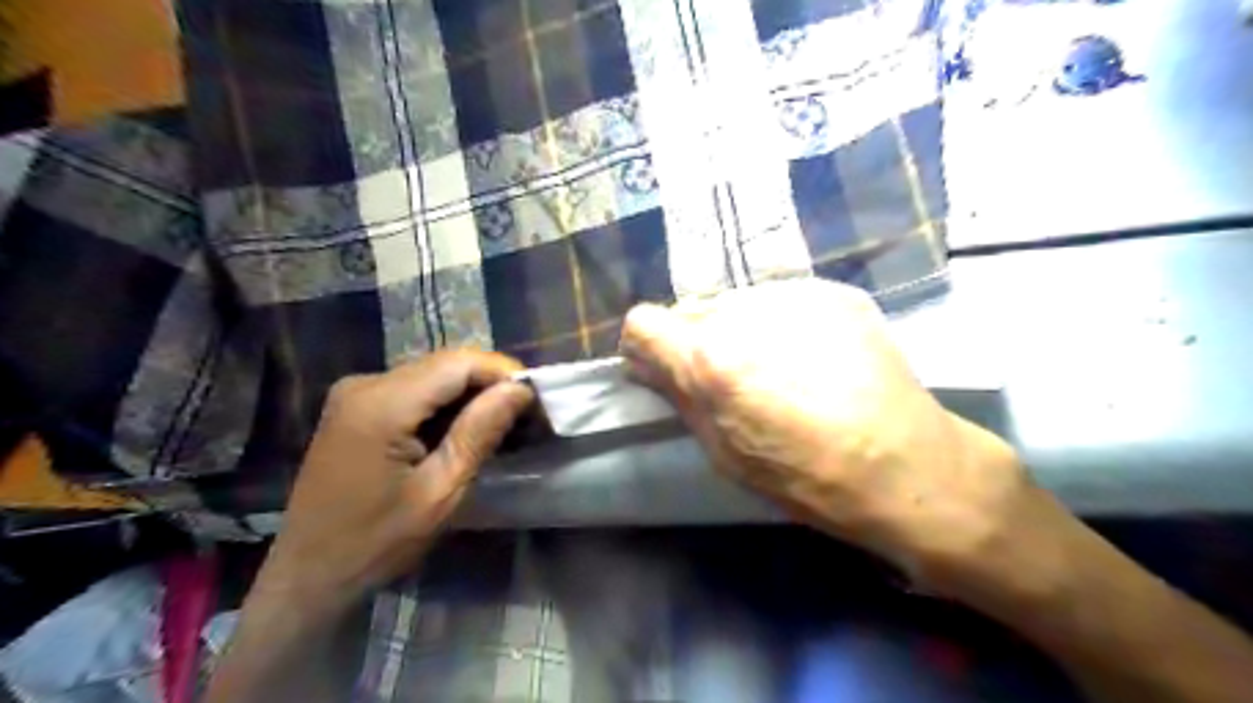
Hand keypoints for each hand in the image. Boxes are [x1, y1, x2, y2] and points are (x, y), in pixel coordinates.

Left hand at [249, 348, 531, 609]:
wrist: (308, 574)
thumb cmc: (377, 541)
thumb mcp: (441, 491)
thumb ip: (480, 432)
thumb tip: (520, 390)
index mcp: (381, 404)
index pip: (458, 363)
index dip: (503, 372)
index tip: (536, 398)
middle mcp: (365, 383)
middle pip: (445, 364)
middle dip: (490, 383)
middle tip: (525, 414)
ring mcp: (356, 392)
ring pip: (432, 375)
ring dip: (470, 394)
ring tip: (503, 423)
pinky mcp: (356, 406)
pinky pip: (414, 389)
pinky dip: (445, 404)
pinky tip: (465, 429)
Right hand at [622, 278, 1044, 588]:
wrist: (904, 463)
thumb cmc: (805, 476)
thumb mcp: (723, 453)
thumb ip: (679, 398)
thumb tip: (648, 365)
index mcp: (709, 357)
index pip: (643, 321)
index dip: (646, 346)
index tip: (661, 366)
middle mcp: (743, 312)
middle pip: (692, 311)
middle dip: (698, 341)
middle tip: (731, 378)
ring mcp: (791, 295)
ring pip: (738, 304)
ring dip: (741, 330)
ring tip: (780, 369)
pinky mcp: (832, 291)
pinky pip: (782, 301)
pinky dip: (782, 324)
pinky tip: (815, 358)